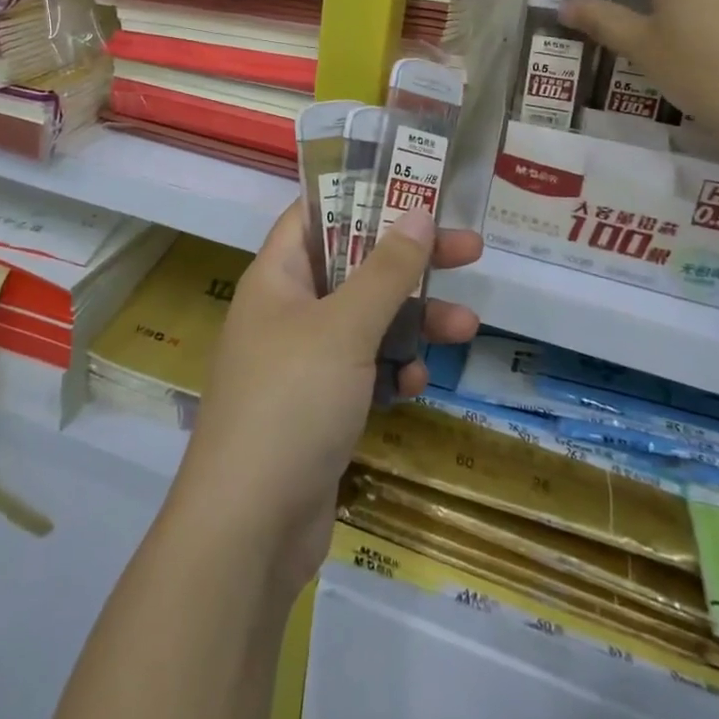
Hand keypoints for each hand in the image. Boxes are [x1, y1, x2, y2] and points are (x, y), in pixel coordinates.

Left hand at [169, 206, 481, 593]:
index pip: (316, 213)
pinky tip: (417, 384)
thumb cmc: (292, 402)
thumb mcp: (344, 327)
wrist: (249, 528)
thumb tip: (417, 210)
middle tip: (469, 251)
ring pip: (368, 321)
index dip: (362, 196)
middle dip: (410, 263)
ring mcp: (303, 360)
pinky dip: (392, 369)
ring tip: (467, 328)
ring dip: (414, 321)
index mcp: (276, 276)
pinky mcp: (320, 405)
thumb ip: (386, 269)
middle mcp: (287, 310)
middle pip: (354, 266)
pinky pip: (365, 368)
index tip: (413, 190)